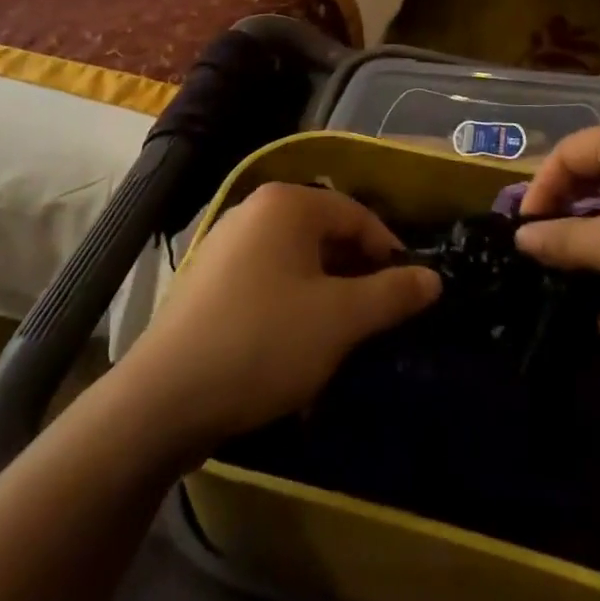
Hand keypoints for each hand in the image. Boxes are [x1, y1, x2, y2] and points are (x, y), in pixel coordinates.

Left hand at [115, 182, 441, 452]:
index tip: (410, 293)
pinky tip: (295, 346)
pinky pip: (267, 280)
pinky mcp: (209, 280)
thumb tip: (433, 278)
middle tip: (378, 318)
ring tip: (341, 337)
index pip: (356, 214)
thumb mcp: (340, 320)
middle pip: (325, 234)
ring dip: (326, 294)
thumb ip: (392, 294)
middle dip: (356, 275)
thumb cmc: (264, 342)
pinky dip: (292, 304)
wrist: (166, 397)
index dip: (389, 251)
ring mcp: (226, 243)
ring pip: (297, 261)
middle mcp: (254, 210)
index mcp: (286, 204)